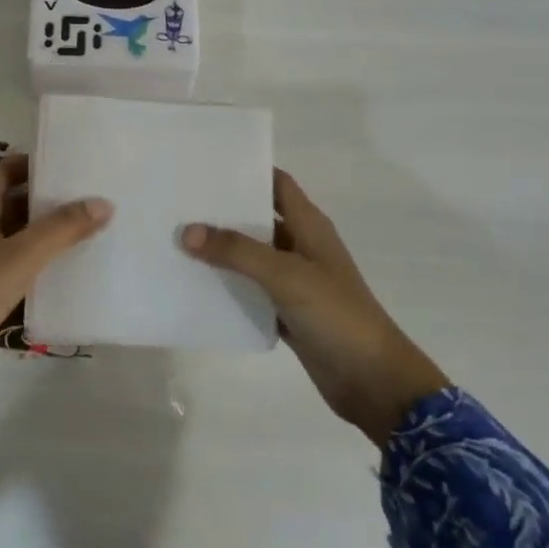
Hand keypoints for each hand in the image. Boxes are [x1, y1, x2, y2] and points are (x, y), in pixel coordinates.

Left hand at [0, 152, 112, 372]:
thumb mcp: (23, 255)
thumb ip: (62, 228)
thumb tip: (103, 202)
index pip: (1, 171)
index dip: (29, 163)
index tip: (64, 165)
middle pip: (10, 200)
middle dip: (43, 198)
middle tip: (82, 196)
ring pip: (14, 233)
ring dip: (42, 229)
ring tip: (82, 228)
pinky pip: (12, 262)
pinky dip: (35, 258)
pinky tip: (62, 266)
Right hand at [182, 169, 449, 445]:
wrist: (373, 380)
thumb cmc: (336, 314)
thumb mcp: (286, 275)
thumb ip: (236, 251)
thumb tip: (186, 231)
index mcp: (309, 226)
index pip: (277, 184)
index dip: (247, 172)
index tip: (206, 167)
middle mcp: (300, 246)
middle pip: (258, 219)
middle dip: (223, 211)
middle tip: (178, 203)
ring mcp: (294, 281)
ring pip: (251, 256)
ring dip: (221, 250)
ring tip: (176, 239)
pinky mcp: (286, 311)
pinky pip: (250, 291)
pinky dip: (228, 286)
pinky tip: (194, 284)